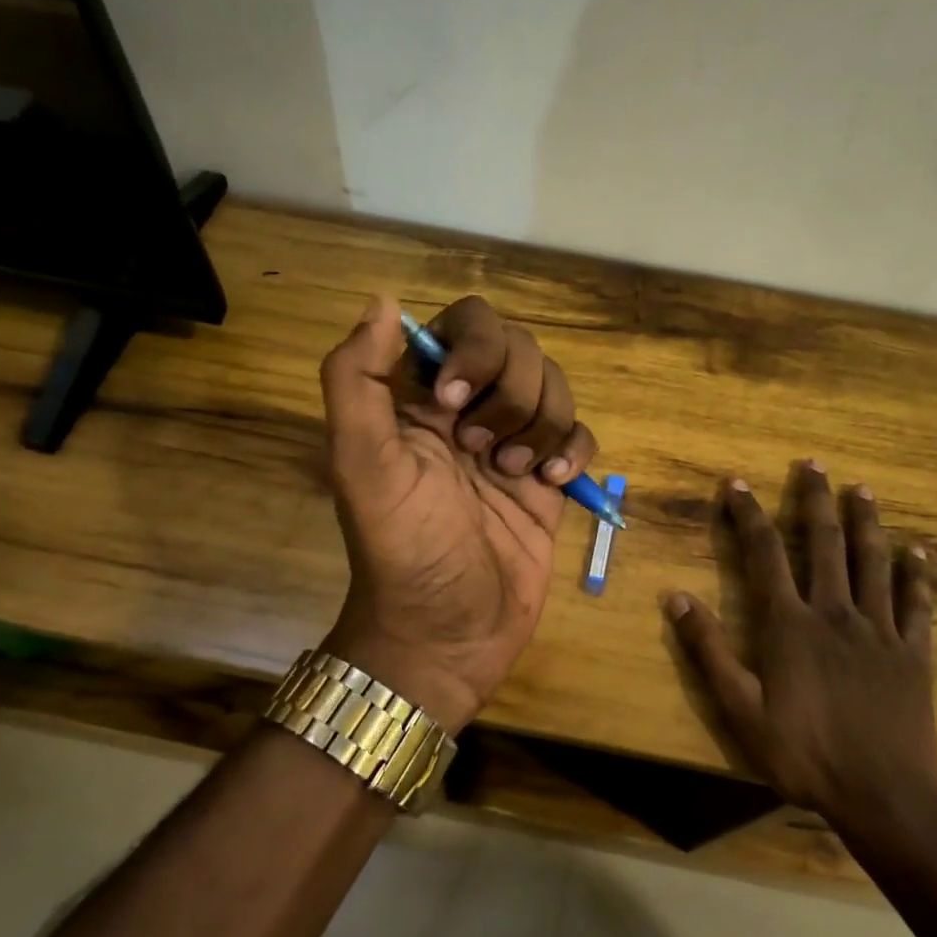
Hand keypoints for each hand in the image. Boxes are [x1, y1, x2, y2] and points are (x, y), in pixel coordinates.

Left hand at [317, 294, 599, 733]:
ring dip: (540, 424)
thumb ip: (357, 380)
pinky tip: (553, 482)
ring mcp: (512, 443)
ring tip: (515, 473)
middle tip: (482, 451)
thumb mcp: (361, 464)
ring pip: (555, 387)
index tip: (453, 404)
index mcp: (419, 398)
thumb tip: (383, 300)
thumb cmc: (401, 550)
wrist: (447, 636)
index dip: (472, 350)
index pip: (464, 325)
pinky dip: (573, 448)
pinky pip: (579, 432)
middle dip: (510, 394)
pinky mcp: (547, 479)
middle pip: (519, 349)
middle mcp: (468, 410)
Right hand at [662, 462, 936, 847]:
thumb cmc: (804, 755)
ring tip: (862, 489)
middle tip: (813, 464)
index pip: (764, 554)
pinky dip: (918, 574)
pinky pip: (918, 604)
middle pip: (824, 543)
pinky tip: (919, 550)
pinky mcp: (914, 653)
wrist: (884, 798)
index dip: (748, 514)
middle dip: (814, 500)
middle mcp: (835, 613)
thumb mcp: (740, 710)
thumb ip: (710, 651)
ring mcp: (880, 630)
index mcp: (790, 624)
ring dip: (865, 522)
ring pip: (872, 562)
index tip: (738, 483)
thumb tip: (677, 597)